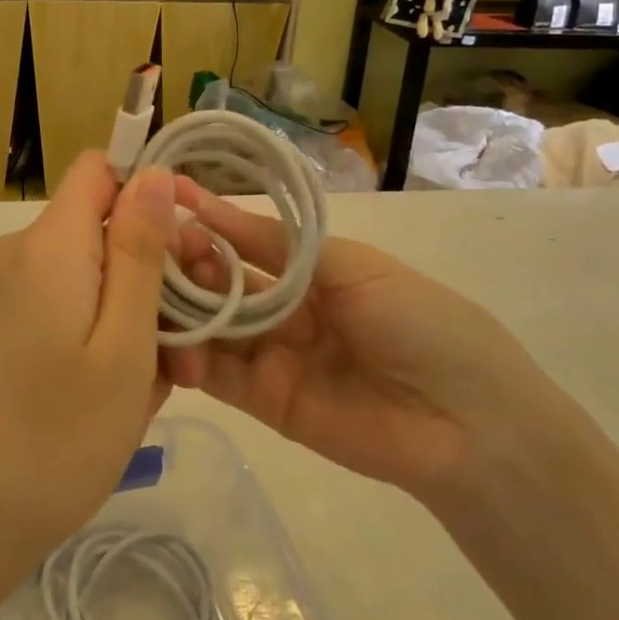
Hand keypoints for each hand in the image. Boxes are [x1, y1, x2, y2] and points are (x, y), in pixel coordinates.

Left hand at [0, 154, 178, 582]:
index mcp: (46, 245)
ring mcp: (0, 290)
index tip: (188, 247)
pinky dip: (97, 330)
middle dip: (151, 271)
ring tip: (159, 383)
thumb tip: (152, 172)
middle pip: (98, 226)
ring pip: (87, 271)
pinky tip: (118, 389)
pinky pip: (62, 301)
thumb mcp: (124, 343)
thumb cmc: (60, 435)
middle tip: (187, 347)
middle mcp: (15, 253)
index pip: (99, 169)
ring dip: (130, 312)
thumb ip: (139, 250)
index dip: (148, 190)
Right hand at [169, 180, 565, 501]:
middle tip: (152, 244)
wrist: (467, 423)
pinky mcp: (262, 401)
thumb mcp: (352, 267)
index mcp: (310, 271)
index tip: (167, 197)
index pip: (245, 240)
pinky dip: (186, 355)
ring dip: (179, 302)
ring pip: (211, 323)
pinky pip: (216, 374)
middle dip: (188, 260)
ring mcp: (270, 355)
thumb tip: (213, 207)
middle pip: (221, 281)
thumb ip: (279, 245)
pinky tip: (163, 334)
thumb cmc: (421, 322)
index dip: (209, 220)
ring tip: (151, 284)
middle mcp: (284, 309)